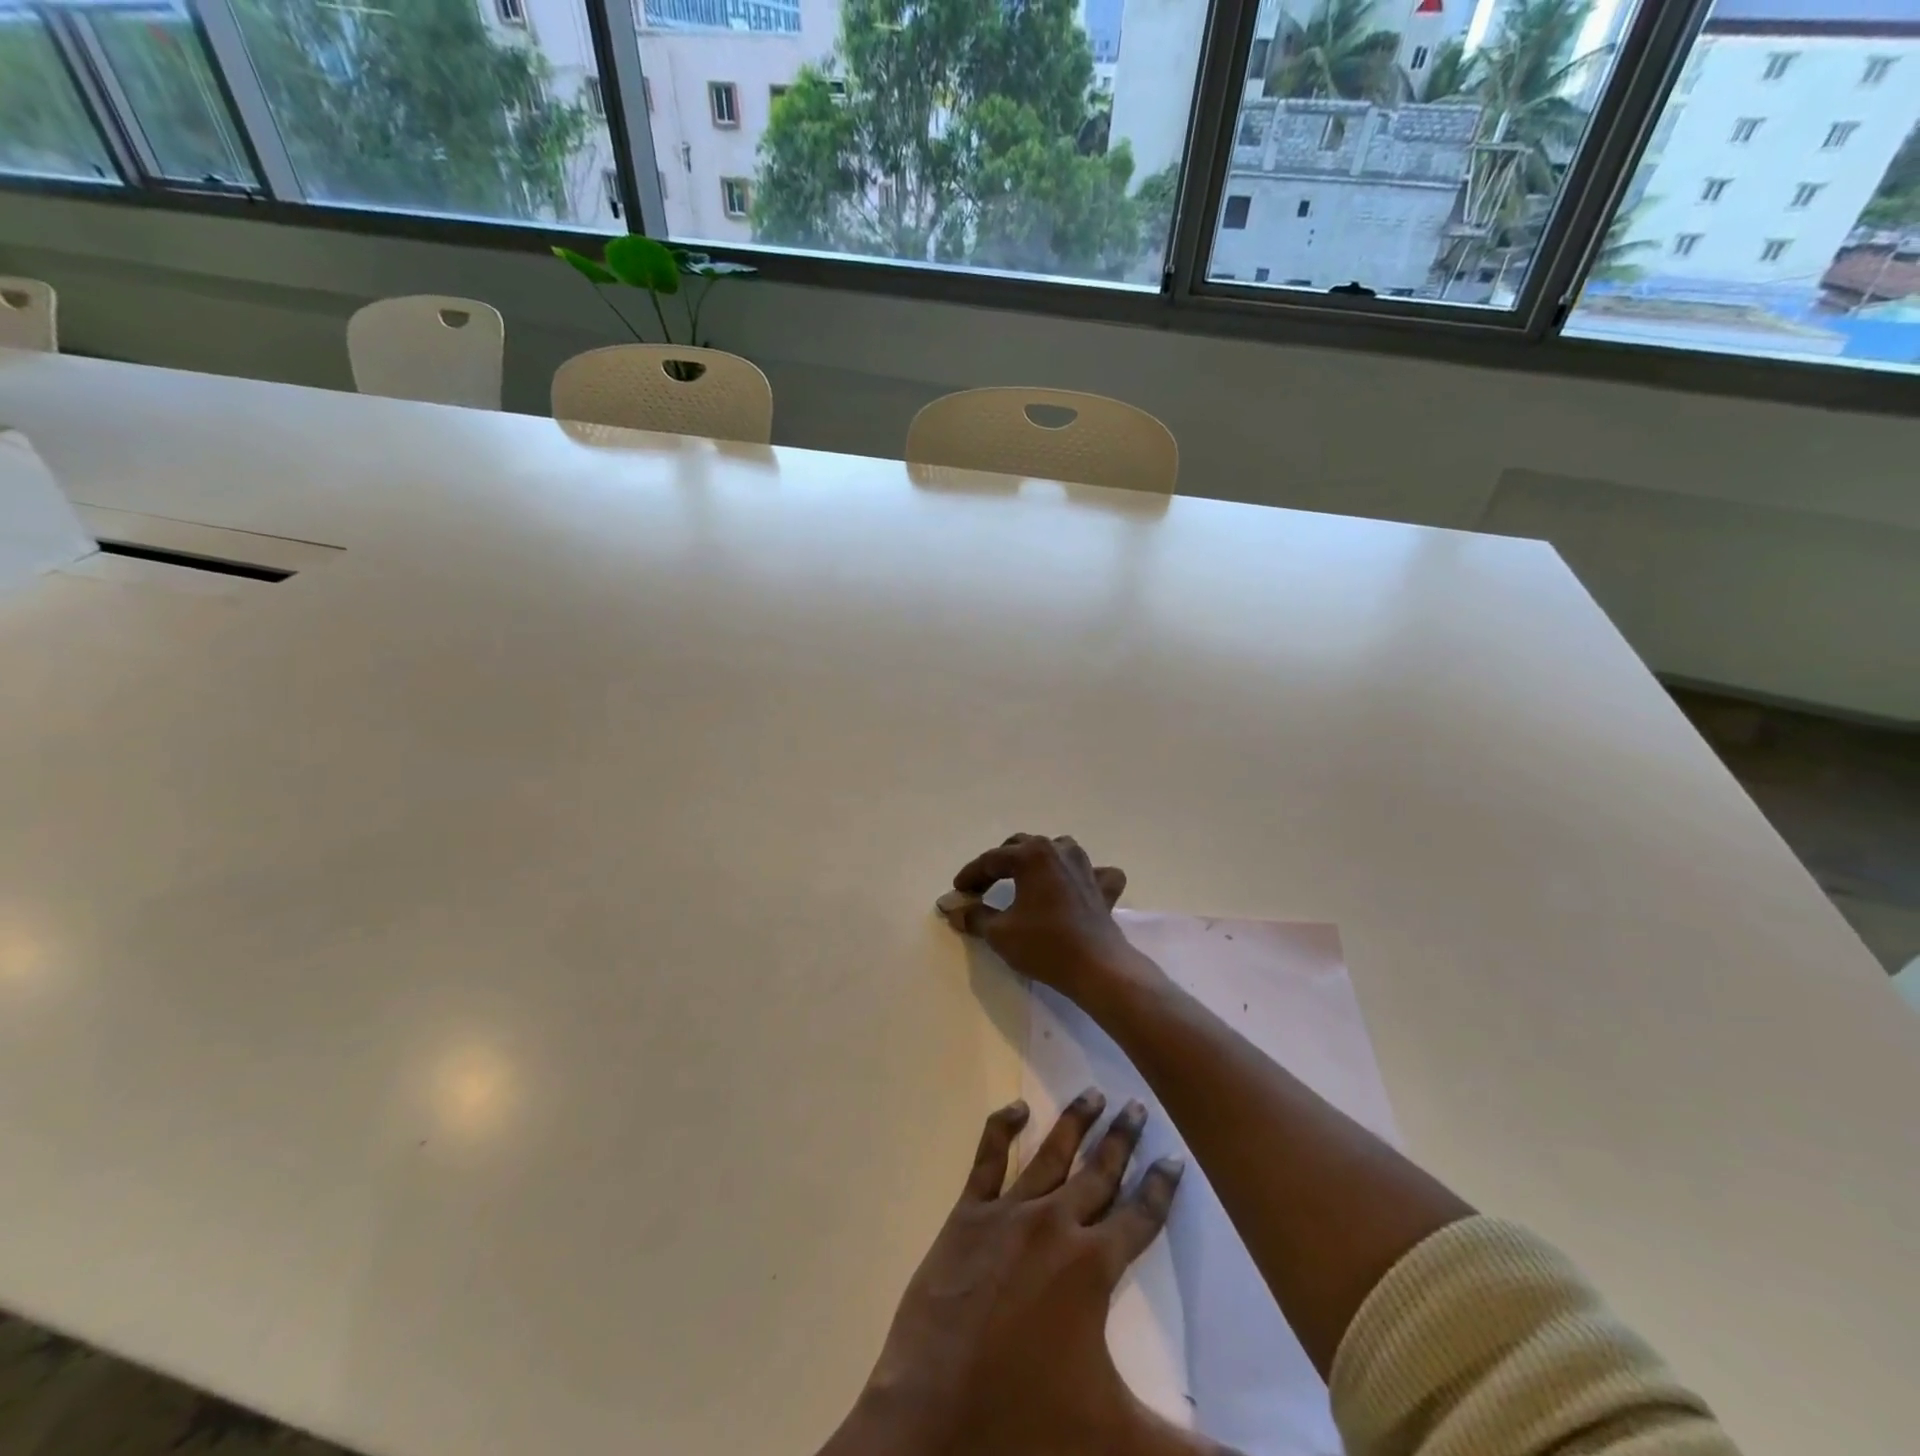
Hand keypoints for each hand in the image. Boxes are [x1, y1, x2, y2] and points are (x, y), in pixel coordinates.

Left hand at [820, 1093, 1207, 1455]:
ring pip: (1052, 1154)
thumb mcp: (1119, 1438)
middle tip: (1137, 1105)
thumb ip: (1194, 1452)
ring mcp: (1009, 1214)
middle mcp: (1056, 1224)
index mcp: (1093, 1266)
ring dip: (1075, 1122)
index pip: (1140, 1217)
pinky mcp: (968, 1214)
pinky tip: (1016, 1108)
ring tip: (1093, 1092)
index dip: (1162, 1188)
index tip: (1175, 1157)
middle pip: (1099, 1173)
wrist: (935, 1413)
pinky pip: (988, 1158)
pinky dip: (1002, 1128)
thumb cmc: (1029, 1422)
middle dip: (1123, 1140)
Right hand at [941, 834, 1136, 997]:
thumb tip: (955, 910)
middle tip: (984, 886)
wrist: (1096, 967)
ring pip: (1056, 850)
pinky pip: (1093, 872)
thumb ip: (974, 916)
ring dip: (1037, 860)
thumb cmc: (1043, 945)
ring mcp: (1085, 866)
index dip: (971, 875)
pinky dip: (1081, 876)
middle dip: (999, 864)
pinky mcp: (1103, 886)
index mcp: (1032, 855)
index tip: (958, 892)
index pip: (991, 859)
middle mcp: (1059, 850)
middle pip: (1022, 847)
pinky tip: (1076, 887)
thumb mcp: (999, 932)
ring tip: (1025, 878)